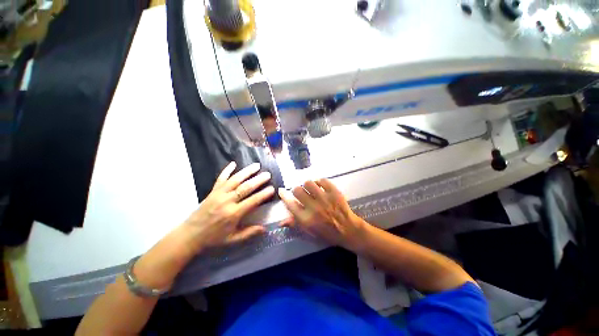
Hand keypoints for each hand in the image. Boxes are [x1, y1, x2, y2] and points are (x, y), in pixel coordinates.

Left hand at [184, 162, 273, 251]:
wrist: (190, 235)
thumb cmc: (213, 238)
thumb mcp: (232, 240)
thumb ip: (249, 233)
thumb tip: (265, 228)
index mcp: (233, 214)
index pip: (252, 201)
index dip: (263, 194)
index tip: (272, 188)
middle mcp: (227, 201)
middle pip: (245, 187)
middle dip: (258, 180)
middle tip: (268, 174)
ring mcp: (219, 194)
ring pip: (235, 180)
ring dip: (247, 171)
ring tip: (257, 165)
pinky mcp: (212, 191)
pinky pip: (220, 178)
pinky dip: (227, 170)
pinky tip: (233, 163)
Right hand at [278, 179, 364, 249]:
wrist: (348, 230)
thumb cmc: (327, 233)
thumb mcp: (309, 232)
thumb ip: (295, 224)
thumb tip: (281, 222)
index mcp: (306, 219)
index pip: (290, 204)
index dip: (284, 195)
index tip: (281, 191)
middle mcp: (314, 208)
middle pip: (297, 190)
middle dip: (296, 190)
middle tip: (300, 192)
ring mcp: (324, 199)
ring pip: (308, 183)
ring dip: (307, 185)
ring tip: (311, 188)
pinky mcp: (334, 192)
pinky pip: (322, 180)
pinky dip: (319, 182)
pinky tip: (320, 186)